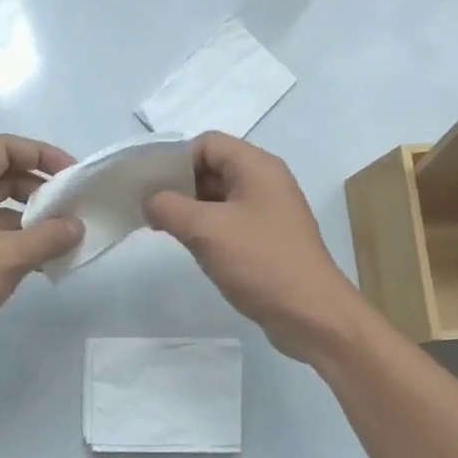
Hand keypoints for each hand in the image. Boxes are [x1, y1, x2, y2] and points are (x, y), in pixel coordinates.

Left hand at [0, 134, 82, 378]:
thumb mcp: (6, 258)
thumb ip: (46, 238)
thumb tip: (76, 226)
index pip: (3, 148)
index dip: (41, 154)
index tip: (71, 175)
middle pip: (3, 175)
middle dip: (40, 187)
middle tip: (73, 206)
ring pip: (0, 207)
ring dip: (33, 217)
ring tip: (66, 235)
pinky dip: (19, 240)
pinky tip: (46, 260)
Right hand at [144, 132, 368, 359]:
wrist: (311, 314)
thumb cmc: (260, 262)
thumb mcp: (206, 230)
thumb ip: (169, 207)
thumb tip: (148, 200)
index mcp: (257, 167)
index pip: (207, 143)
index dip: (175, 159)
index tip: (148, 185)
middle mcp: (265, 182)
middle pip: (212, 167)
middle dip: (178, 184)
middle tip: (147, 208)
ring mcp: (268, 212)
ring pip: (219, 197)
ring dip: (190, 208)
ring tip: (161, 228)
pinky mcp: (267, 240)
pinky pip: (229, 222)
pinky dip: (206, 228)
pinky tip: (188, 246)